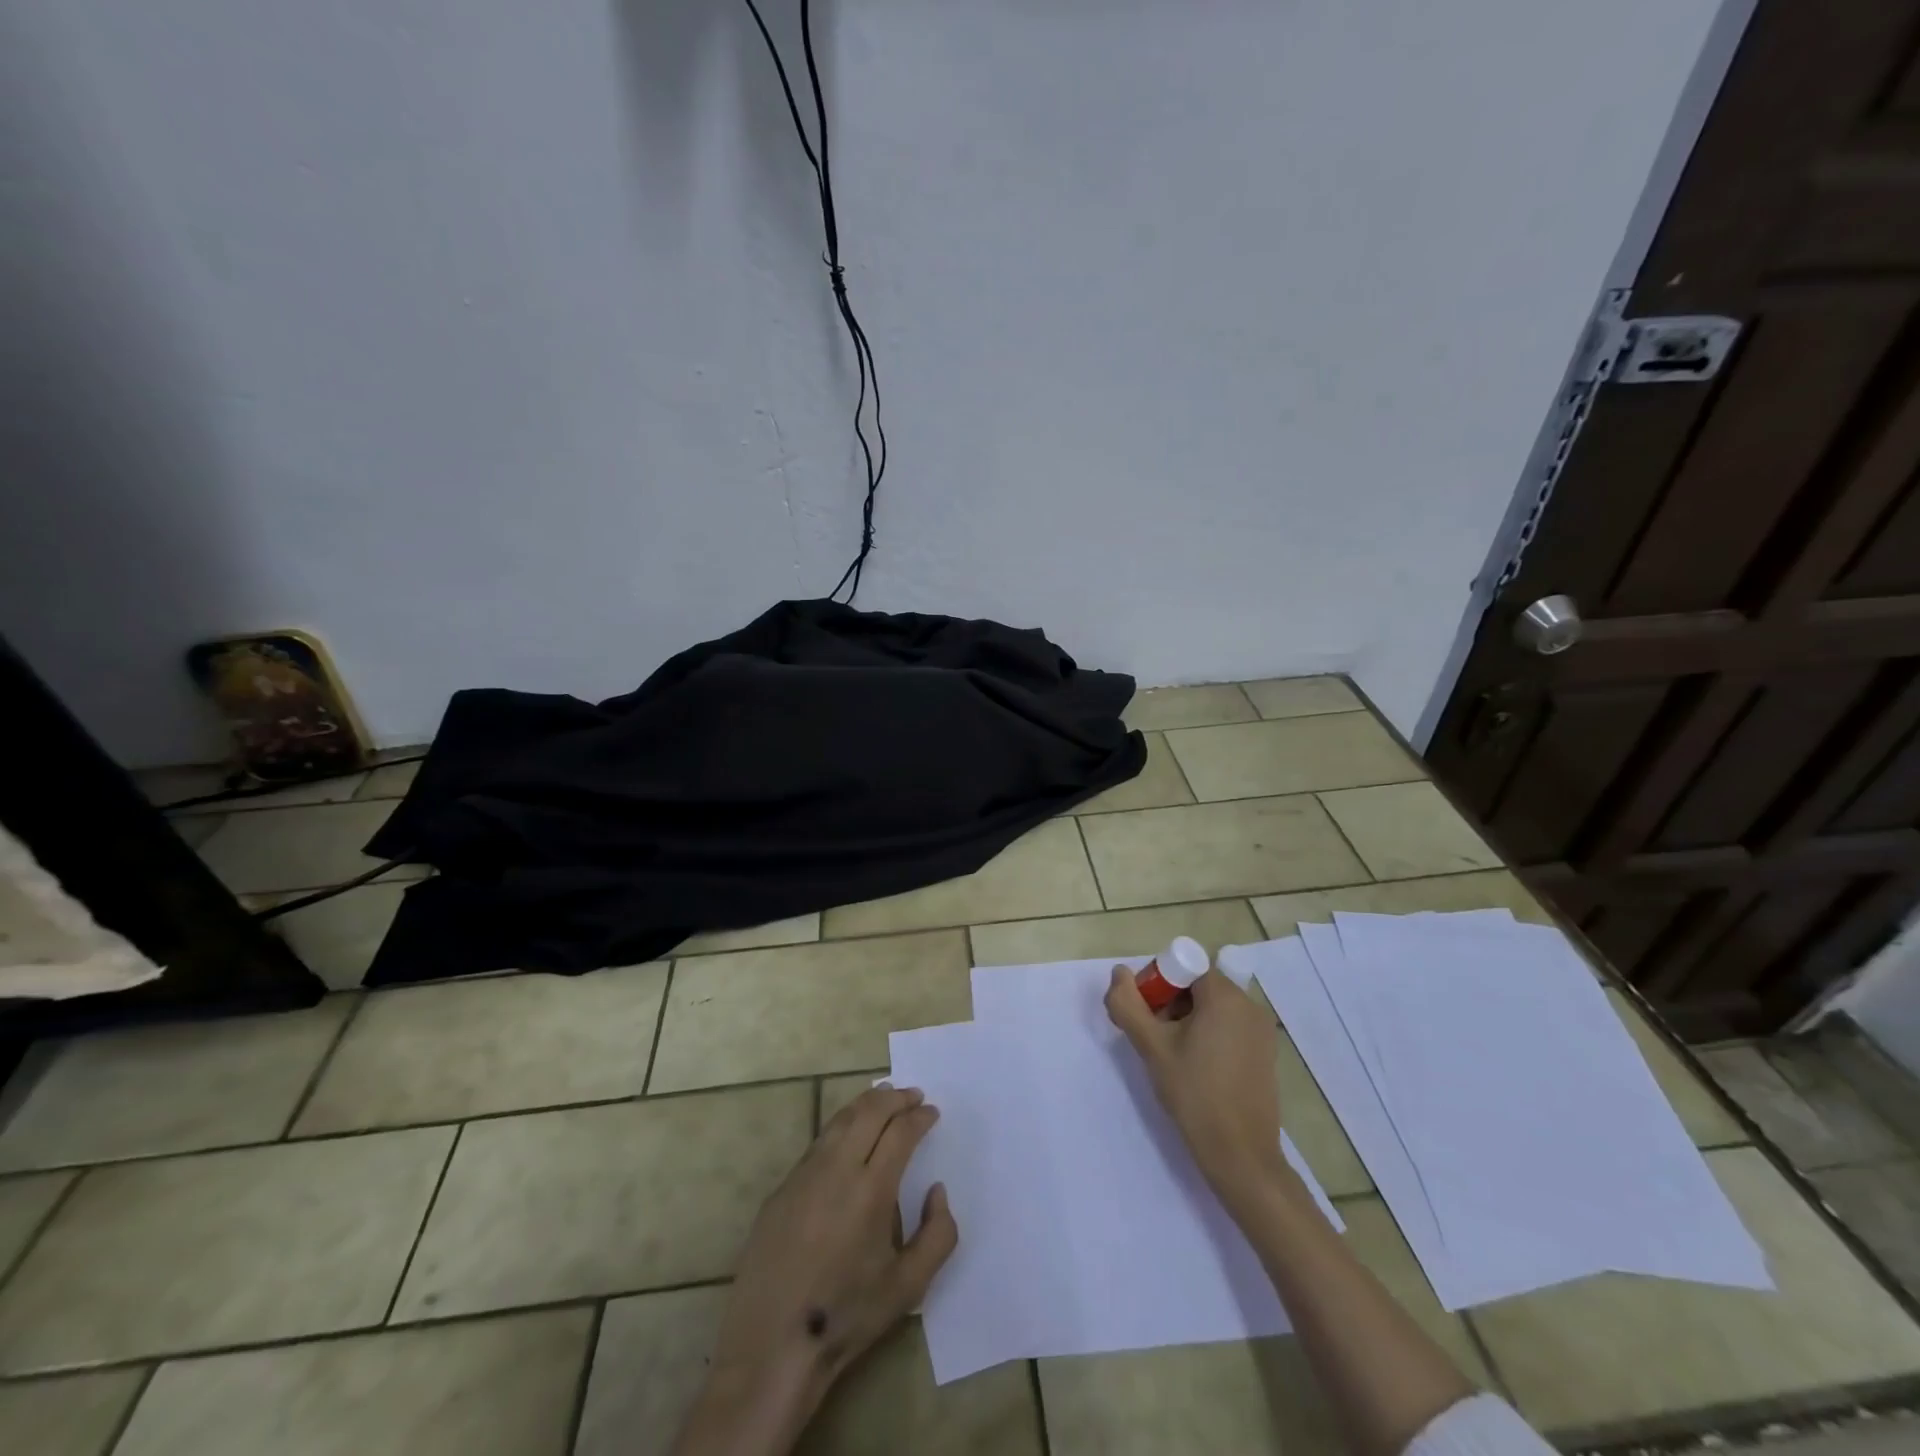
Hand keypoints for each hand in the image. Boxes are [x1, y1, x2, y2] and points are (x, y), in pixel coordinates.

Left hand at [676, 1086, 958, 1454]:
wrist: (773, 1345)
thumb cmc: (847, 1316)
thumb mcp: (909, 1287)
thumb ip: (938, 1235)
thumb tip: (936, 1190)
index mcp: (872, 1189)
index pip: (901, 1131)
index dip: (920, 1117)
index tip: (932, 1112)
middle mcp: (837, 1169)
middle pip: (869, 1112)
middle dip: (895, 1098)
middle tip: (913, 1095)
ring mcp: (804, 1174)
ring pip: (840, 1120)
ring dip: (866, 1104)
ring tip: (883, 1099)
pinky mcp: (782, 1188)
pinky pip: (818, 1142)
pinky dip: (841, 1126)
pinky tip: (848, 1136)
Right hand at [1106, 965, 1285, 1206]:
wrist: (1241, 1156)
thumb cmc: (1194, 1094)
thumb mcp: (1151, 1046)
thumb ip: (1128, 1004)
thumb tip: (1119, 973)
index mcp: (1225, 996)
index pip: (1183, 967)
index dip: (1157, 984)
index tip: (1144, 1015)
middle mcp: (1249, 1005)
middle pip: (1198, 985)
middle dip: (1170, 1002)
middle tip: (1153, 1036)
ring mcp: (1261, 1030)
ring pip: (1213, 1007)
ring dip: (1187, 1019)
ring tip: (1171, 1055)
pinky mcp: (1265, 1053)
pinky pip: (1229, 1026)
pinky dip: (1208, 1034)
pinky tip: (1195, 1067)